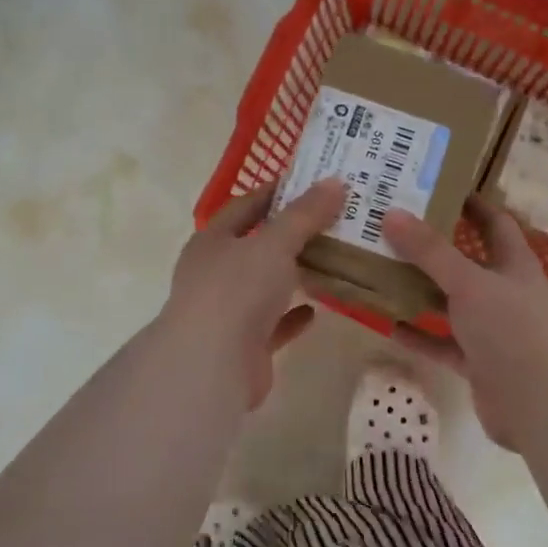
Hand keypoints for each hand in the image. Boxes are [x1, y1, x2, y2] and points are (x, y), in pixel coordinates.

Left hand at [161, 179, 348, 409]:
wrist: (212, 364)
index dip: (274, 193)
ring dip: (291, 276)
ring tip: (329, 262)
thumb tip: (335, 182)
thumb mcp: (275, 243)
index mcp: (213, 241)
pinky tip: (317, 309)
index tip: (309, 184)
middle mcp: (215, 273)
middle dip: (289, 236)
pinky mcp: (243, 345)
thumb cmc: (237, 290)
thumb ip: (304, 215)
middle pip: (255, 247)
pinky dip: (292, 316)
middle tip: (331, 222)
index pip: (244, 207)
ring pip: (264, 286)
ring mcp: (227, 311)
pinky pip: (273, 324)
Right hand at [384, 201, 547, 448]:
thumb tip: (392, 214)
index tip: (439, 187)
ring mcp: (491, 330)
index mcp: (515, 265)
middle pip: (466, 263)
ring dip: (421, 291)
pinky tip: (388, 324)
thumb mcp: (469, 283)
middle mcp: (505, 293)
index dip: (472, 204)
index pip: (495, 223)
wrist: (538, 404)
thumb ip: (431, 252)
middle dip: (434, 248)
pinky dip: (419, 334)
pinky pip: (442, 342)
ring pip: (451, 304)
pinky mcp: (477, 361)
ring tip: (382, 272)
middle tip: (394, 229)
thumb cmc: (511, 330)